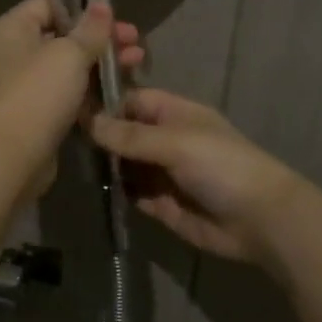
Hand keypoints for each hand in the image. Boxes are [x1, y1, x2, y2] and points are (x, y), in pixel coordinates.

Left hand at [0, 0, 144, 199]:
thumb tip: (101, 5)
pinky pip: (65, 94)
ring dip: (100, 65)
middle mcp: (14, 51)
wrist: (9, 158)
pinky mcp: (34, 113)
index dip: (81, 9)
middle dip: (101, 39)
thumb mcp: (69, 54)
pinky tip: (118, 94)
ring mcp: (23, 84)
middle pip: (62, 35)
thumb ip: (90, 29)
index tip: (112, 22)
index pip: (49, 2)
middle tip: (135, 45)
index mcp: (14, 28)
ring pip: (67, 66)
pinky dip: (88, 92)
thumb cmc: (37, 95)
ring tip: (136, 66)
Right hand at [88, 90, 301, 264]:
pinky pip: (132, 193)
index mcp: (174, 114)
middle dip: (101, 137)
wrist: (260, 220)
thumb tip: (88, 121)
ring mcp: (163, 173)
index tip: (70, 107)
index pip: (132, 100)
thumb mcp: (175, 142)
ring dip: (106, 166)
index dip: (106, 103)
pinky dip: (118, 192)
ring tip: (71, 165)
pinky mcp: (161, 204)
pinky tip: (94, 189)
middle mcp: (166, 140)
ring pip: (125, 165)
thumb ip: (130, 135)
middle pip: (125, 134)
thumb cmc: (221, 166)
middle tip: (61, 139)